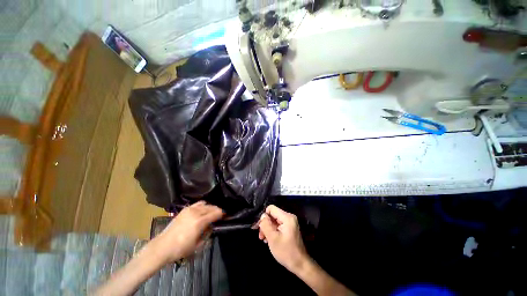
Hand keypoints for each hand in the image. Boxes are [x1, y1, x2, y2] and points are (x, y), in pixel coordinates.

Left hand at [151, 201, 223, 262]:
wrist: (162, 247)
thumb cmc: (180, 249)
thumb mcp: (198, 245)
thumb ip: (207, 233)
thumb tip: (212, 226)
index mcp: (200, 221)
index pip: (216, 213)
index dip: (222, 214)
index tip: (226, 216)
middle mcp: (196, 212)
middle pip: (212, 207)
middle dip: (217, 210)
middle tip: (220, 216)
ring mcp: (189, 209)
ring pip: (205, 204)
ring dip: (210, 207)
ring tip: (211, 213)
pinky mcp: (184, 209)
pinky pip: (197, 204)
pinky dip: (203, 206)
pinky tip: (202, 211)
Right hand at [258, 205, 309, 273]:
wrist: (300, 264)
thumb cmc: (286, 252)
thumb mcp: (273, 238)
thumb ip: (266, 224)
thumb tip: (262, 216)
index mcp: (287, 217)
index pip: (271, 208)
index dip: (264, 216)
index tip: (259, 227)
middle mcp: (289, 217)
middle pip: (272, 215)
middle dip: (265, 224)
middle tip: (261, 236)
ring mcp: (290, 223)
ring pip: (274, 221)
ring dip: (268, 229)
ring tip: (264, 239)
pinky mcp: (289, 228)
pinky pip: (278, 225)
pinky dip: (272, 231)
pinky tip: (269, 239)